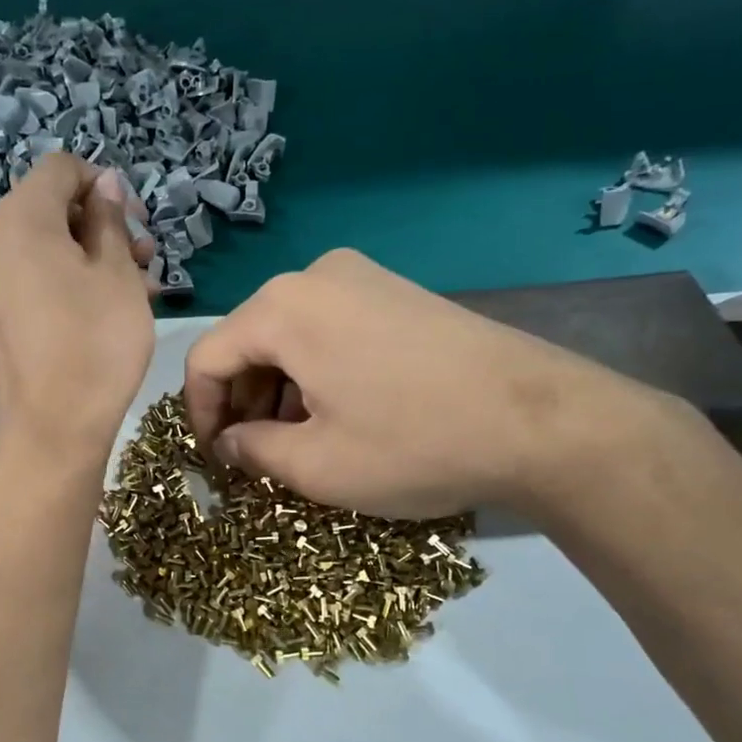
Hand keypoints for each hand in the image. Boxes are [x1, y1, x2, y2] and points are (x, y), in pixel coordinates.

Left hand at [0, 155, 155, 464]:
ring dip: (92, 252)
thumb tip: (104, 185)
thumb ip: (110, 219)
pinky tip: (106, 304)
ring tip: (137, 285)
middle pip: (52, 205)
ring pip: (46, 243)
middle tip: (145, 257)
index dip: (104, 184)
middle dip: (102, 223)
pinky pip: (33, 274)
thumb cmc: (95, 342)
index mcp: (20, 218)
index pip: (61, 168)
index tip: (137, 222)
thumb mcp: (117, 273)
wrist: (53, 424)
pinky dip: (68, 276)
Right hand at [184, 249, 676, 518]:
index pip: (206, 358)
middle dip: (243, 402)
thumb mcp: (316, 466)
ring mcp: (364, 277)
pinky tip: (343, 412)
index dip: (200, 414)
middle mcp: (316, 276)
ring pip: (291, 336)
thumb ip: (252, 451)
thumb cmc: (412, 444)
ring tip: (302, 441)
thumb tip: (230, 443)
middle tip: (258, 456)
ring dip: (281, 390)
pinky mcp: (400, 292)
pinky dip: (318, 371)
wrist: (541, 420)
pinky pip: (331, 329)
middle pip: (249, 341)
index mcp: (283, 308)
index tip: (216, 461)